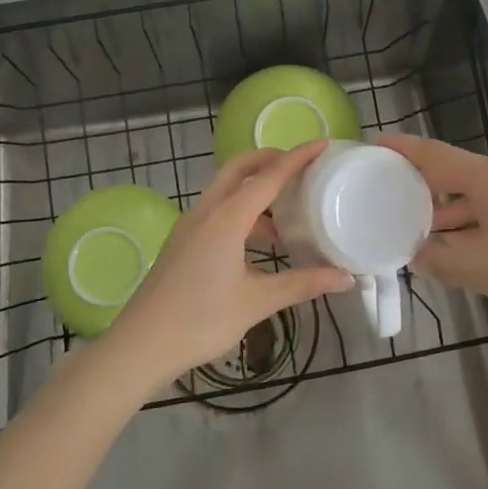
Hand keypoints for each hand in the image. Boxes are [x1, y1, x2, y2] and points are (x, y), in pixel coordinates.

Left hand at [101, 143, 352, 387]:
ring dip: (254, 188)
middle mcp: (206, 212)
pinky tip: (260, 242)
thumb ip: (302, 284)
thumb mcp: (257, 301)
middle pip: (239, 168)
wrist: (142, 344)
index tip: (322, 144)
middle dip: (269, 159)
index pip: (268, 176)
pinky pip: (216, 211)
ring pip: (225, 190)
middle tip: (301, 167)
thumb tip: (346, 278)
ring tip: (287, 208)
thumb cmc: (201, 320)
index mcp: (226, 218)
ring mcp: (190, 225)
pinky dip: (241, 212)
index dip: (297, 158)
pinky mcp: (183, 241)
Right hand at [375, 133, 487, 330]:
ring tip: (427, 238)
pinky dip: (477, 222)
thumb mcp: (479, 268)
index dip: (402, 149)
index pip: (433, 154)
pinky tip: (470, 249)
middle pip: (455, 175)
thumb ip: (438, 259)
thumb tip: (416, 255)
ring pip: (479, 195)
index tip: (375, 145)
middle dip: (424, 192)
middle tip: (394, 206)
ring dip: (452, 214)